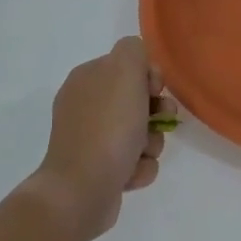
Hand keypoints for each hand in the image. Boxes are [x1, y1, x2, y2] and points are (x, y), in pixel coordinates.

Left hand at [27, 37, 170, 240]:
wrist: (82, 190)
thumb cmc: (107, 127)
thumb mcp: (124, 70)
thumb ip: (134, 50)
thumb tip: (140, 65)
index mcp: (86, 78)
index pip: (128, 65)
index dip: (149, 76)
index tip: (154, 90)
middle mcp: (85, 106)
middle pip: (137, 100)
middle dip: (155, 113)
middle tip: (159, 122)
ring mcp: (89, 140)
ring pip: (140, 133)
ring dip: (150, 144)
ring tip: (140, 154)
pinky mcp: (98, 170)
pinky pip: (133, 161)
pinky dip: (138, 167)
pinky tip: (130, 174)